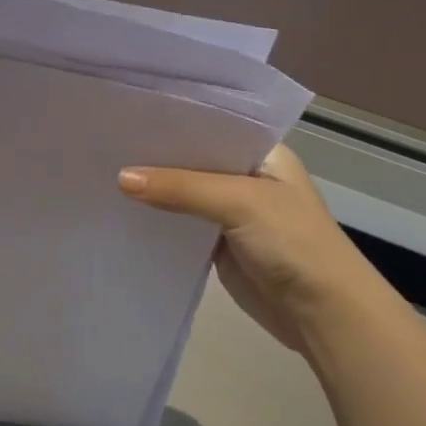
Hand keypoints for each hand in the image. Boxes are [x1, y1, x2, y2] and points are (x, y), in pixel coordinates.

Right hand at [118, 146, 391, 352]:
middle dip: (156, 153)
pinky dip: (157, 217)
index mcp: (261, 153)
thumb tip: (120, 177)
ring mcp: (231, 210)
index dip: (172, 120)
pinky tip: (122, 207)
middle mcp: (245, 175)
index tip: (127, 112)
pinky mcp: (217, 242)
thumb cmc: (293, 242)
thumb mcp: (239, 202)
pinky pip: (180, 222)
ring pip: (183, 191)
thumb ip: (180, 187)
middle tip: (105, 138)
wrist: (323, 313)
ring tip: (102, 167)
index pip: (210, 125)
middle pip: (192, 158)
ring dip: (153, 186)